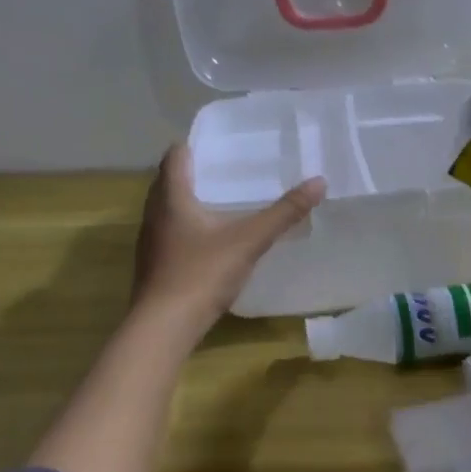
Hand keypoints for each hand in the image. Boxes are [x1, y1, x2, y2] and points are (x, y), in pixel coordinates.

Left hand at [131, 146, 325, 338]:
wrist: (163, 327)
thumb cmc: (202, 273)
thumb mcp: (249, 240)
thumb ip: (284, 212)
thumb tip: (319, 181)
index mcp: (172, 197)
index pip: (176, 155)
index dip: (195, 145)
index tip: (223, 144)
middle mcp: (154, 213)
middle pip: (169, 180)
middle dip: (196, 172)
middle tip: (230, 171)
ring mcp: (151, 241)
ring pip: (168, 209)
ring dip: (190, 201)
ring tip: (224, 202)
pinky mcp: (154, 265)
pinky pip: (171, 233)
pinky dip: (189, 227)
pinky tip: (212, 240)